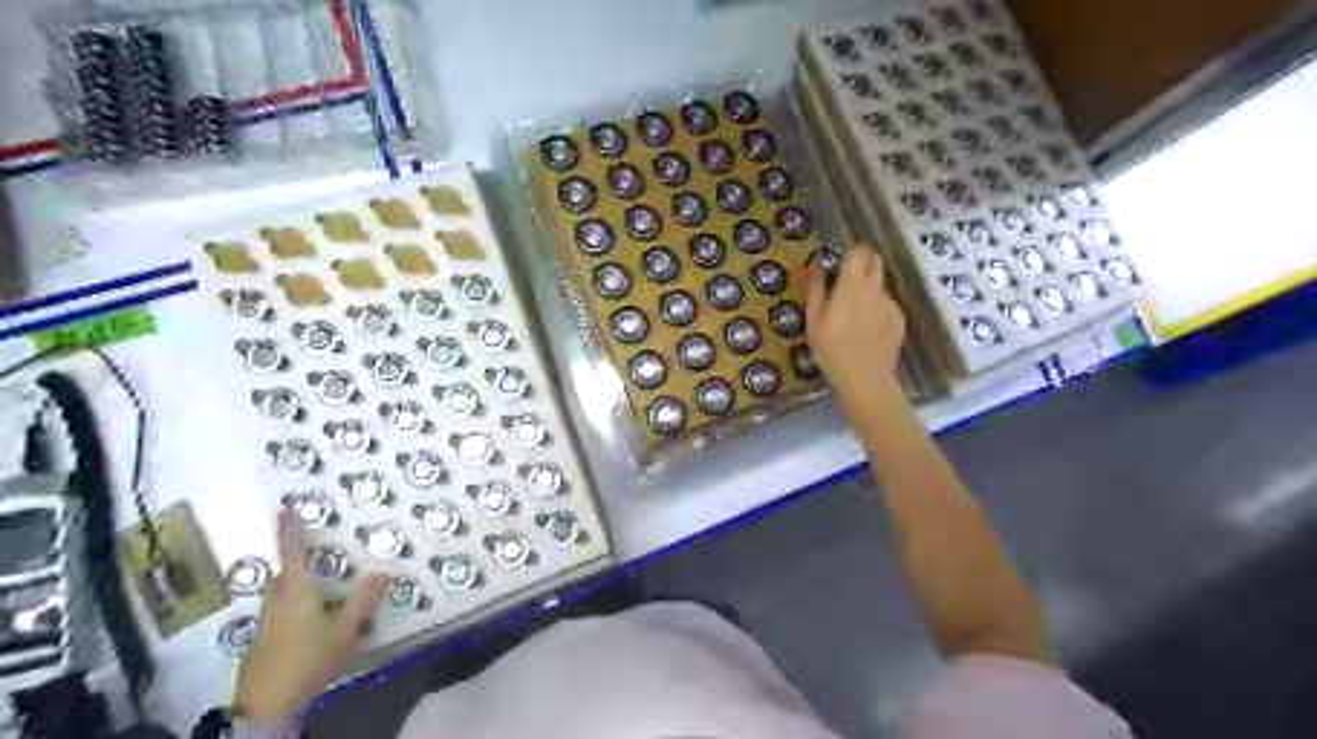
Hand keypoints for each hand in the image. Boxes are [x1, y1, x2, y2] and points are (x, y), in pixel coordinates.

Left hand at [234, 511, 386, 725]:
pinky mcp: (265, 641)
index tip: (285, 508)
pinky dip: (296, 607)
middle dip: (298, 563)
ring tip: (321, 590)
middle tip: (318, 557)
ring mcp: (268, 622)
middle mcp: (278, 600)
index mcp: (297, 590)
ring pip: (282, 594)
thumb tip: (382, 571)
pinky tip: (312, 623)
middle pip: (285, 574)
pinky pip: (282, 612)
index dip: (290, 530)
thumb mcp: (346, 629)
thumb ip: (363, 599)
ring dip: (297, 586)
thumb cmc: (308, 657)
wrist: (266, 705)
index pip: (293, 552)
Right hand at [804, 248, 905, 404]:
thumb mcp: (814, 319)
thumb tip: (817, 264)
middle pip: (875, 261)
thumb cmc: (832, 348)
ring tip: (852, 315)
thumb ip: (816, 288)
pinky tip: (865, 331)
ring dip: (868, 289)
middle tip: (845, 282)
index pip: (860, 250)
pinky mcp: (899, 320)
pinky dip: (876, 309)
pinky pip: (886, 305)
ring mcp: (890, 304)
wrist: (865, 378)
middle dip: (862, 263)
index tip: (840, 261)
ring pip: (880, 285)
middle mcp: (876, 288)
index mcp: (853, 284)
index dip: (851, 251)